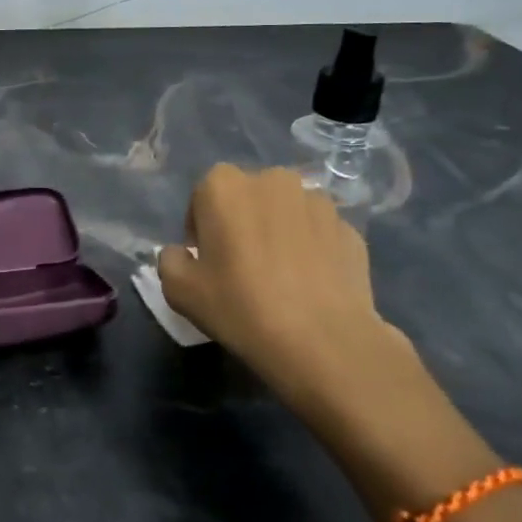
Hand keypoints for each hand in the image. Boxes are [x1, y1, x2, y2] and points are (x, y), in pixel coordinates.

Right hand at [157, 165, 423, 430]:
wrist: (323, 342)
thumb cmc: (240, 307)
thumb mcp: (179, 290)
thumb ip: (170, 260)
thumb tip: (183, 253)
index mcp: (224, 186)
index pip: (203, 195)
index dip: (201, 227)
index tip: (207, 260)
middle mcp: (272, 180)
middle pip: (247, 197)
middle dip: (242, 221)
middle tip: (241, 265)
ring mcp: (318, 202)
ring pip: (286, 211)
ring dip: (279, 231)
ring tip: (280, 275)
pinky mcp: (350, 229)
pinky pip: (319, 233)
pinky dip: (312, 249)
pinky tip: (310, 284)